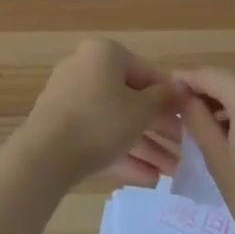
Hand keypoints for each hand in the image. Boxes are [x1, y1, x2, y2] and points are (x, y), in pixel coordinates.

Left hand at [17, 38, 185, 188]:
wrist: (45, 155)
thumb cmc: (100, 120)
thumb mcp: (141, 110)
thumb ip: (164, 99)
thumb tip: (180, 89)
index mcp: (104, 54)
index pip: (147, 72)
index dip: (171, 98)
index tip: (189, 120)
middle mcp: (86, 68)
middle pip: (131, 100)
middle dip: (159, 129)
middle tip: (183, 152)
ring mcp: (70, 99)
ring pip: (116, 122)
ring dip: (146, 147)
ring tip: (170, 174)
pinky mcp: (61, 127)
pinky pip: (98, 136)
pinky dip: (122, 154)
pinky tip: (148, 180)